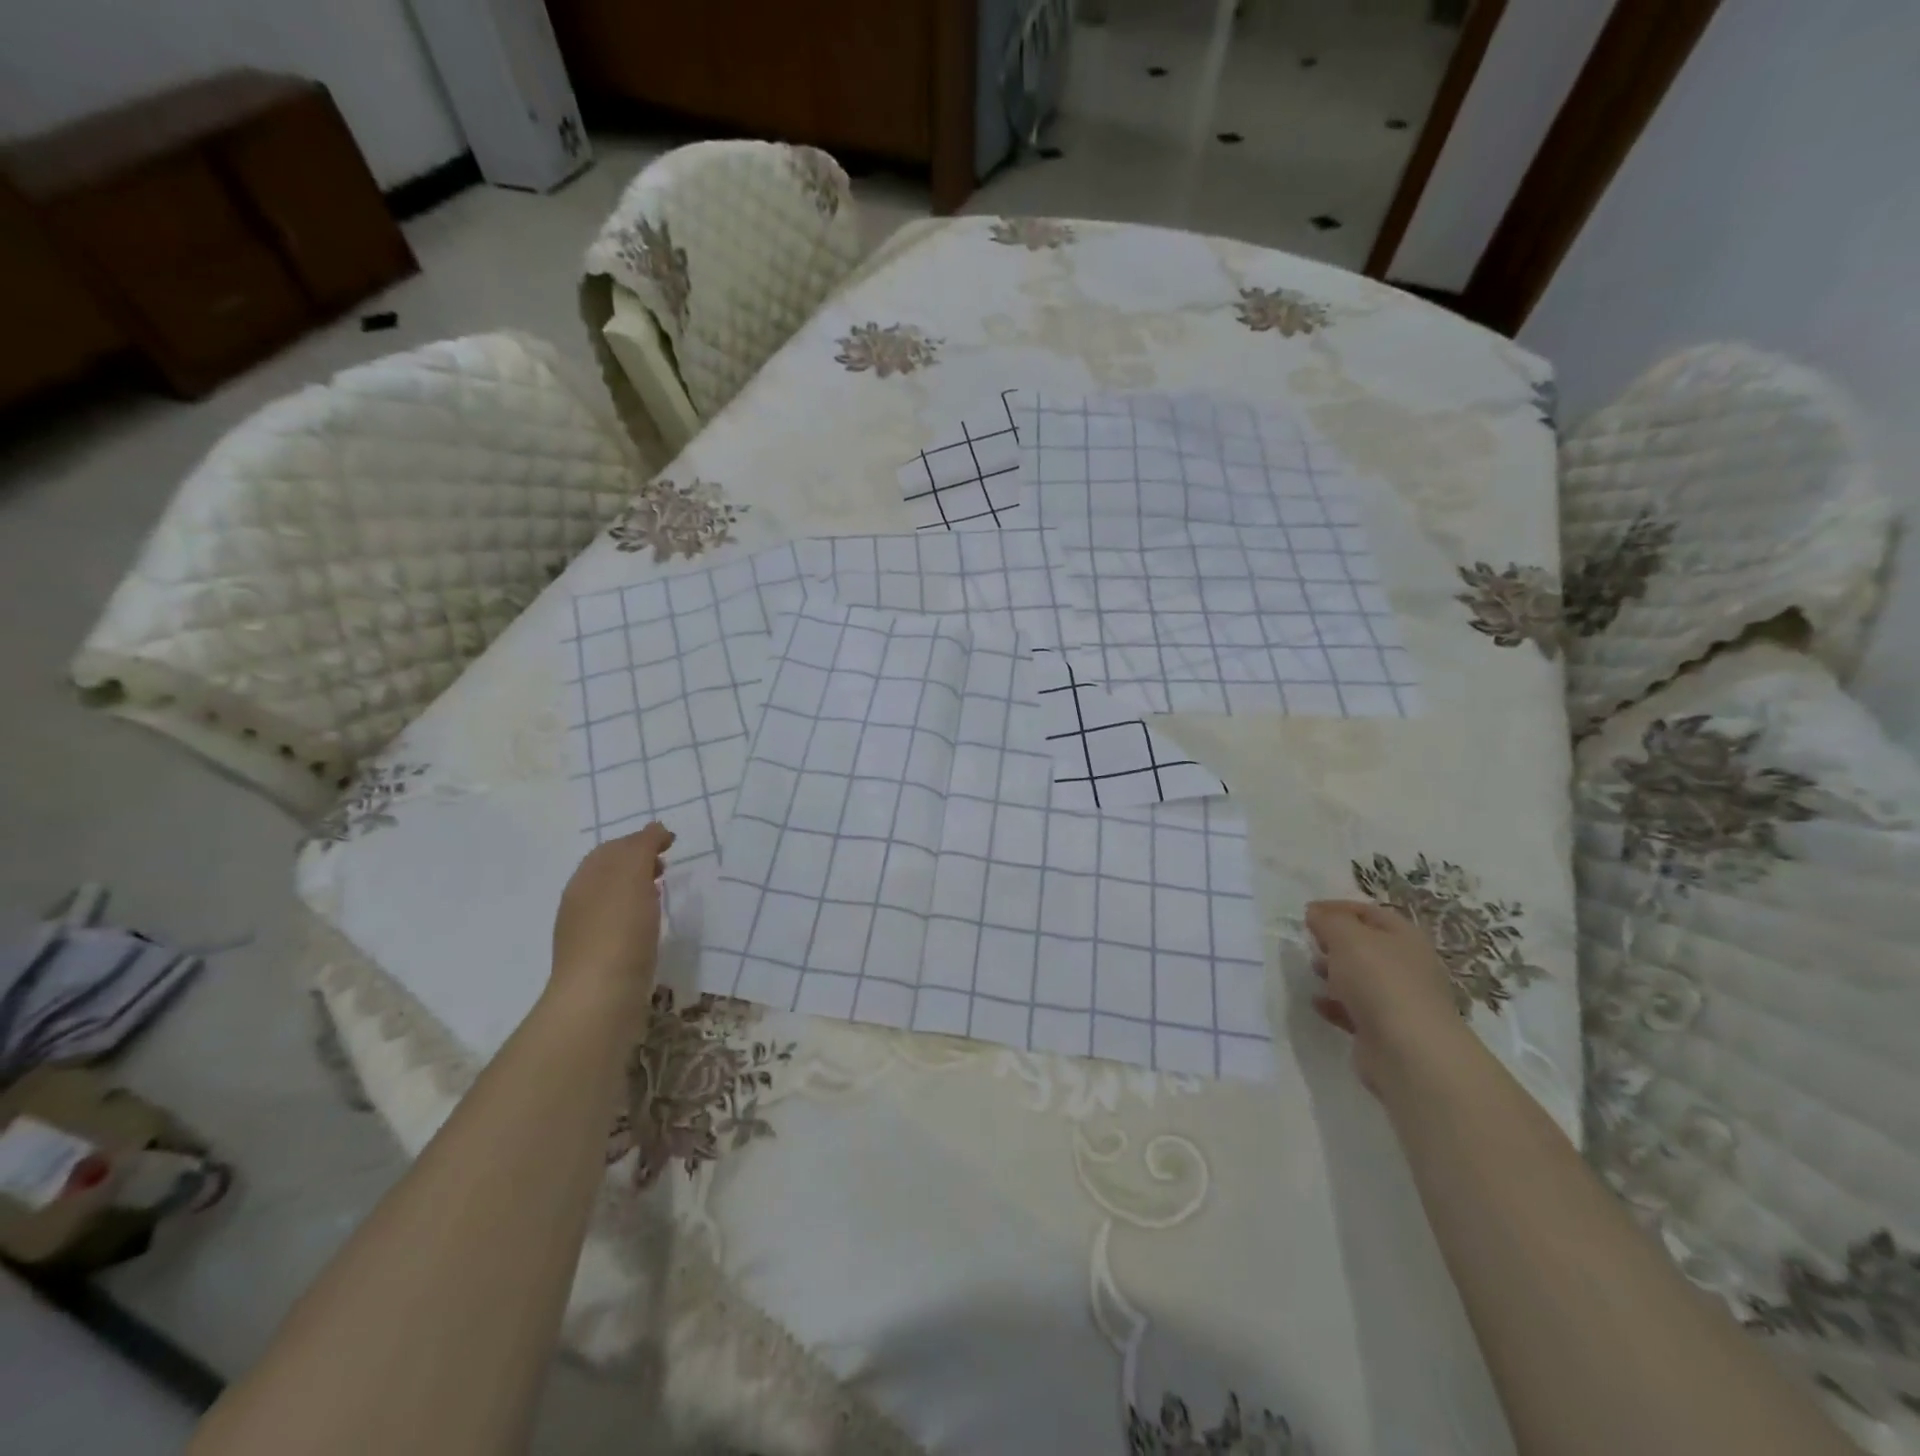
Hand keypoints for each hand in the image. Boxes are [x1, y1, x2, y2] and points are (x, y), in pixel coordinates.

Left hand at [550, 824, 674, 1014]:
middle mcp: (581, 902)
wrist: (600, 997)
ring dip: (637, 888)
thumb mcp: (632, 876)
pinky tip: (651, 925)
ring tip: (662, 892)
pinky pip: (619, 925)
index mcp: (585, 878)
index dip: (641, 839)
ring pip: (614, 899)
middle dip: (637, 862)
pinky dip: (636, 914)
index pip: (613, 848)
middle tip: (667, 863)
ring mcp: (587, 933)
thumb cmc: (619, 930)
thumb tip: (654, 828)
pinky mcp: (600, 960)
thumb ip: (642, 847)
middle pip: (610, 872)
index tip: (672, 840)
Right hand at [1304, 899, 1470, 1095]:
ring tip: (1311, 971)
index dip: (1337, 908)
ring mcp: (1397, 1000)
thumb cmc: (1380, 981)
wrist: (1408, 1052)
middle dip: (1334, 941)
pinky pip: (1353, 1009)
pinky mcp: (1384, 1029)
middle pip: (1365, 945)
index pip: (1369, 912)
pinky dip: (1334, 1004)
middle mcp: (1406, 966)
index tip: (1307, 912)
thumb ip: (1328, 920)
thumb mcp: (1347, 937)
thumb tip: (1315, 913)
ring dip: (1333, 972)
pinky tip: (1317, 1003)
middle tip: (1309, 942)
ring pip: (1359, 978)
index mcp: (1404, 937)